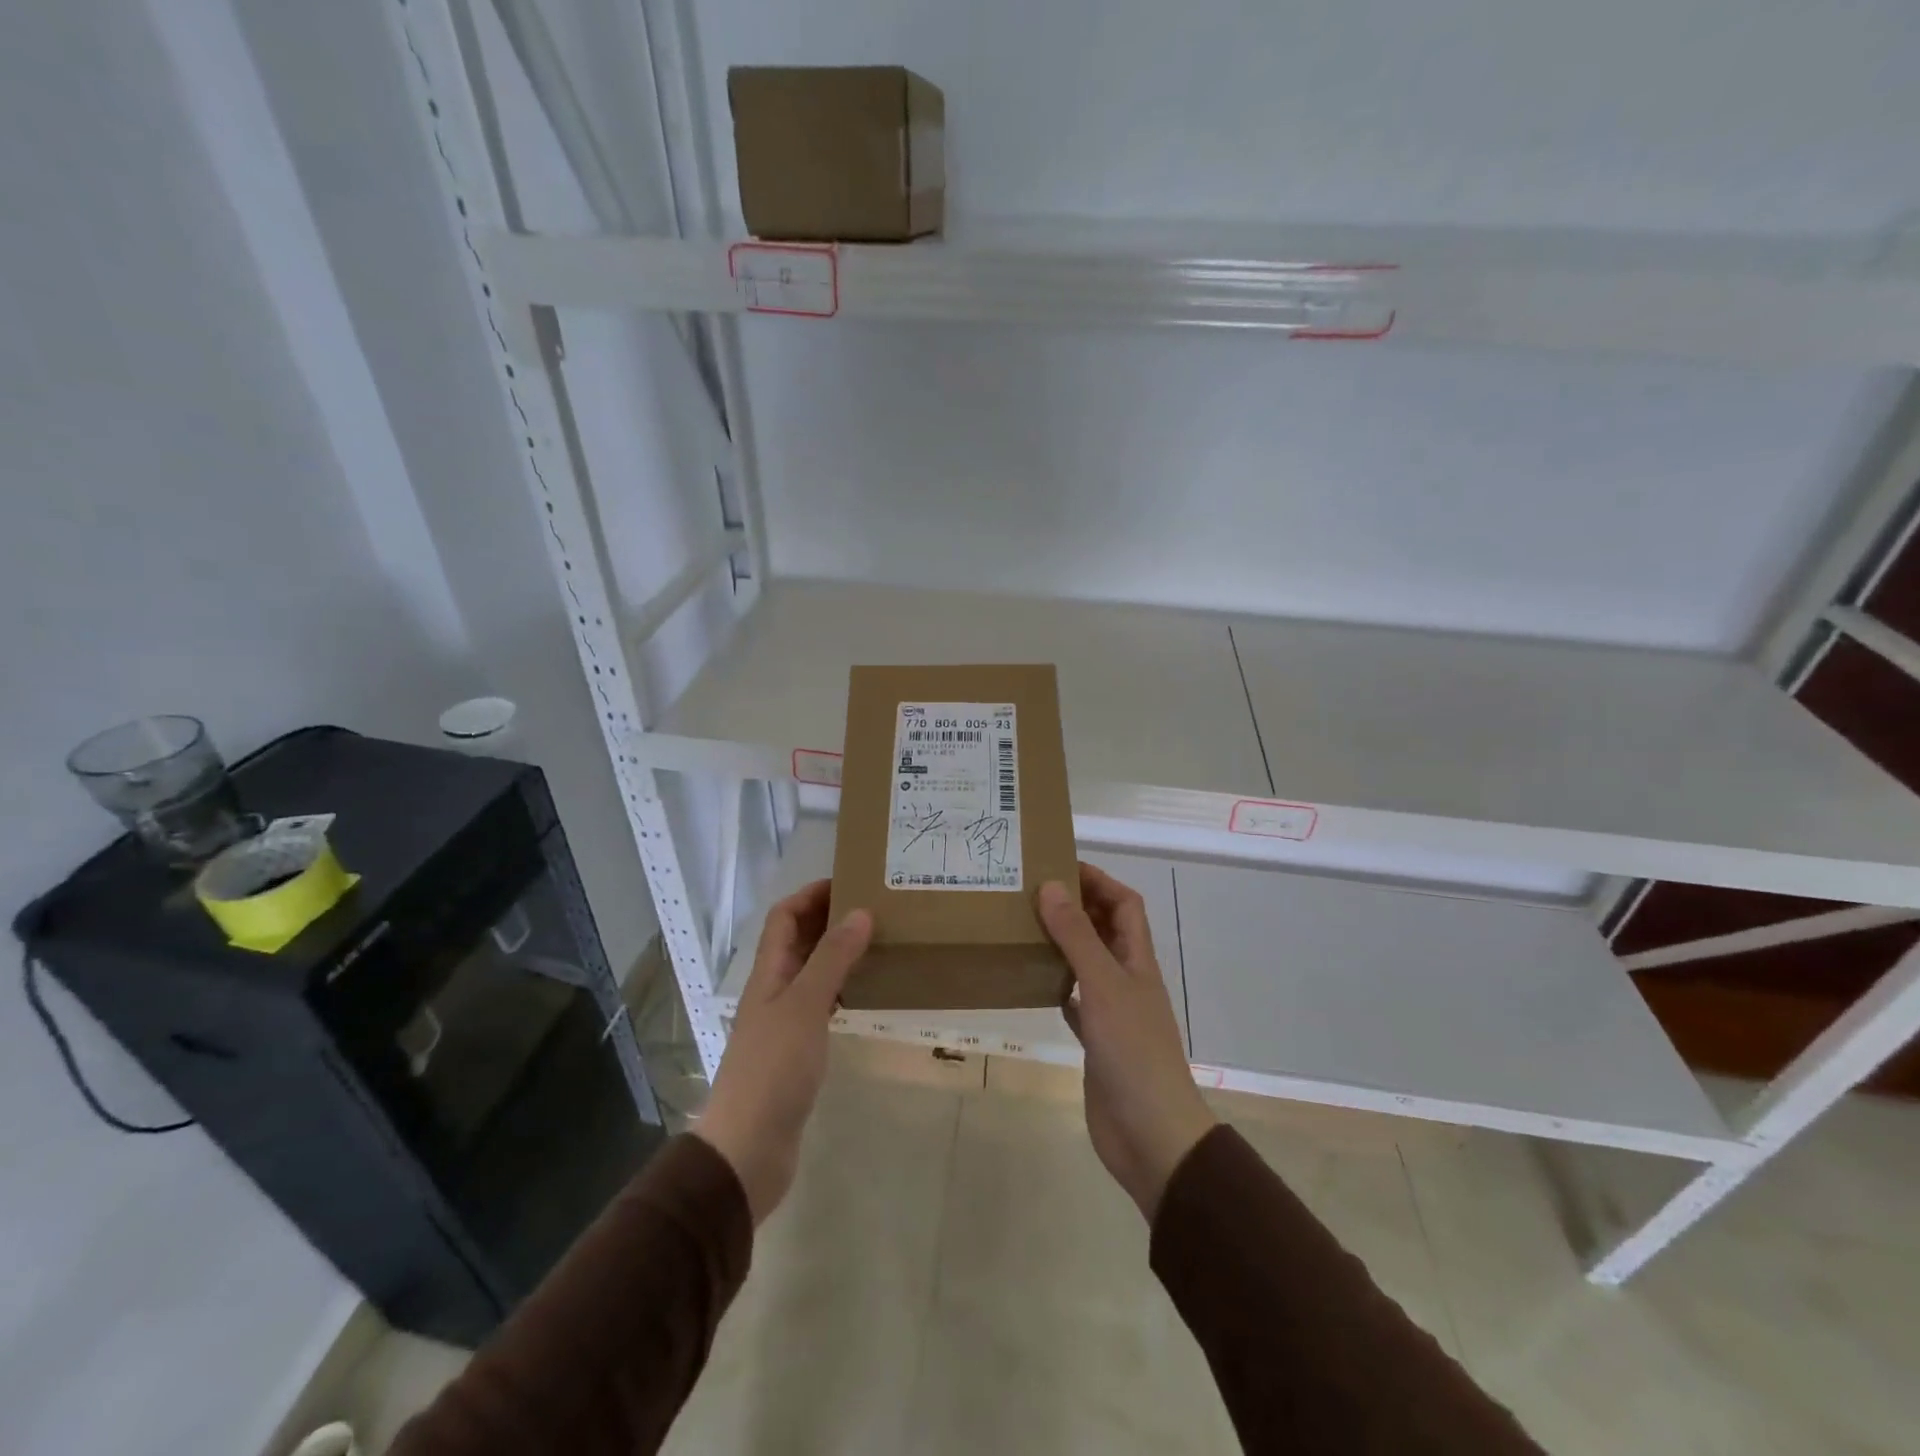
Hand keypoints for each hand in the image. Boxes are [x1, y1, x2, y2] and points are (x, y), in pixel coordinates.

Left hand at [695, 880, 871, 1224]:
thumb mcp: (806, 1006)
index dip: (811, 894)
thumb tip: (860, 912)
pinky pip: (821, 1005)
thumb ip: (832, 959)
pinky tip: (866, 993)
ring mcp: (784, 1023)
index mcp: (769, 974)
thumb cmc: (774, 1069)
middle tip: (875, 908)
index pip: (784, 917)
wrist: (748, 1148)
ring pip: (812, 972)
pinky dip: (842, 989)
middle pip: (798, 941)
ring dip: (838, 953)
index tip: (850, 881)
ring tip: (878, 943)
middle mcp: (774, 991)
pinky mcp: (797, 1052)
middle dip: (829, 919)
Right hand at [1038, 865, 1216, 1221]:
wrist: (1151, 1133)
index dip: (1098, 880)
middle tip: (1031, 893)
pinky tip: (1032, 980)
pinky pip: (1075, 1000)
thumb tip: (1051, 886)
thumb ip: (1077, 937)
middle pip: (1106, 929)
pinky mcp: (1096, 1040)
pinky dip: (1057, 985)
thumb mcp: (1102, 985)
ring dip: (1064, 943)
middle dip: (1076, 906)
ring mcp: (1113, 1011)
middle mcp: (1127, 979)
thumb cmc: (1132, 1051)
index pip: (1124, 904)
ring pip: (1088, 962)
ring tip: (1025, 927)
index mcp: (1137, 960)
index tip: (1059, 865)